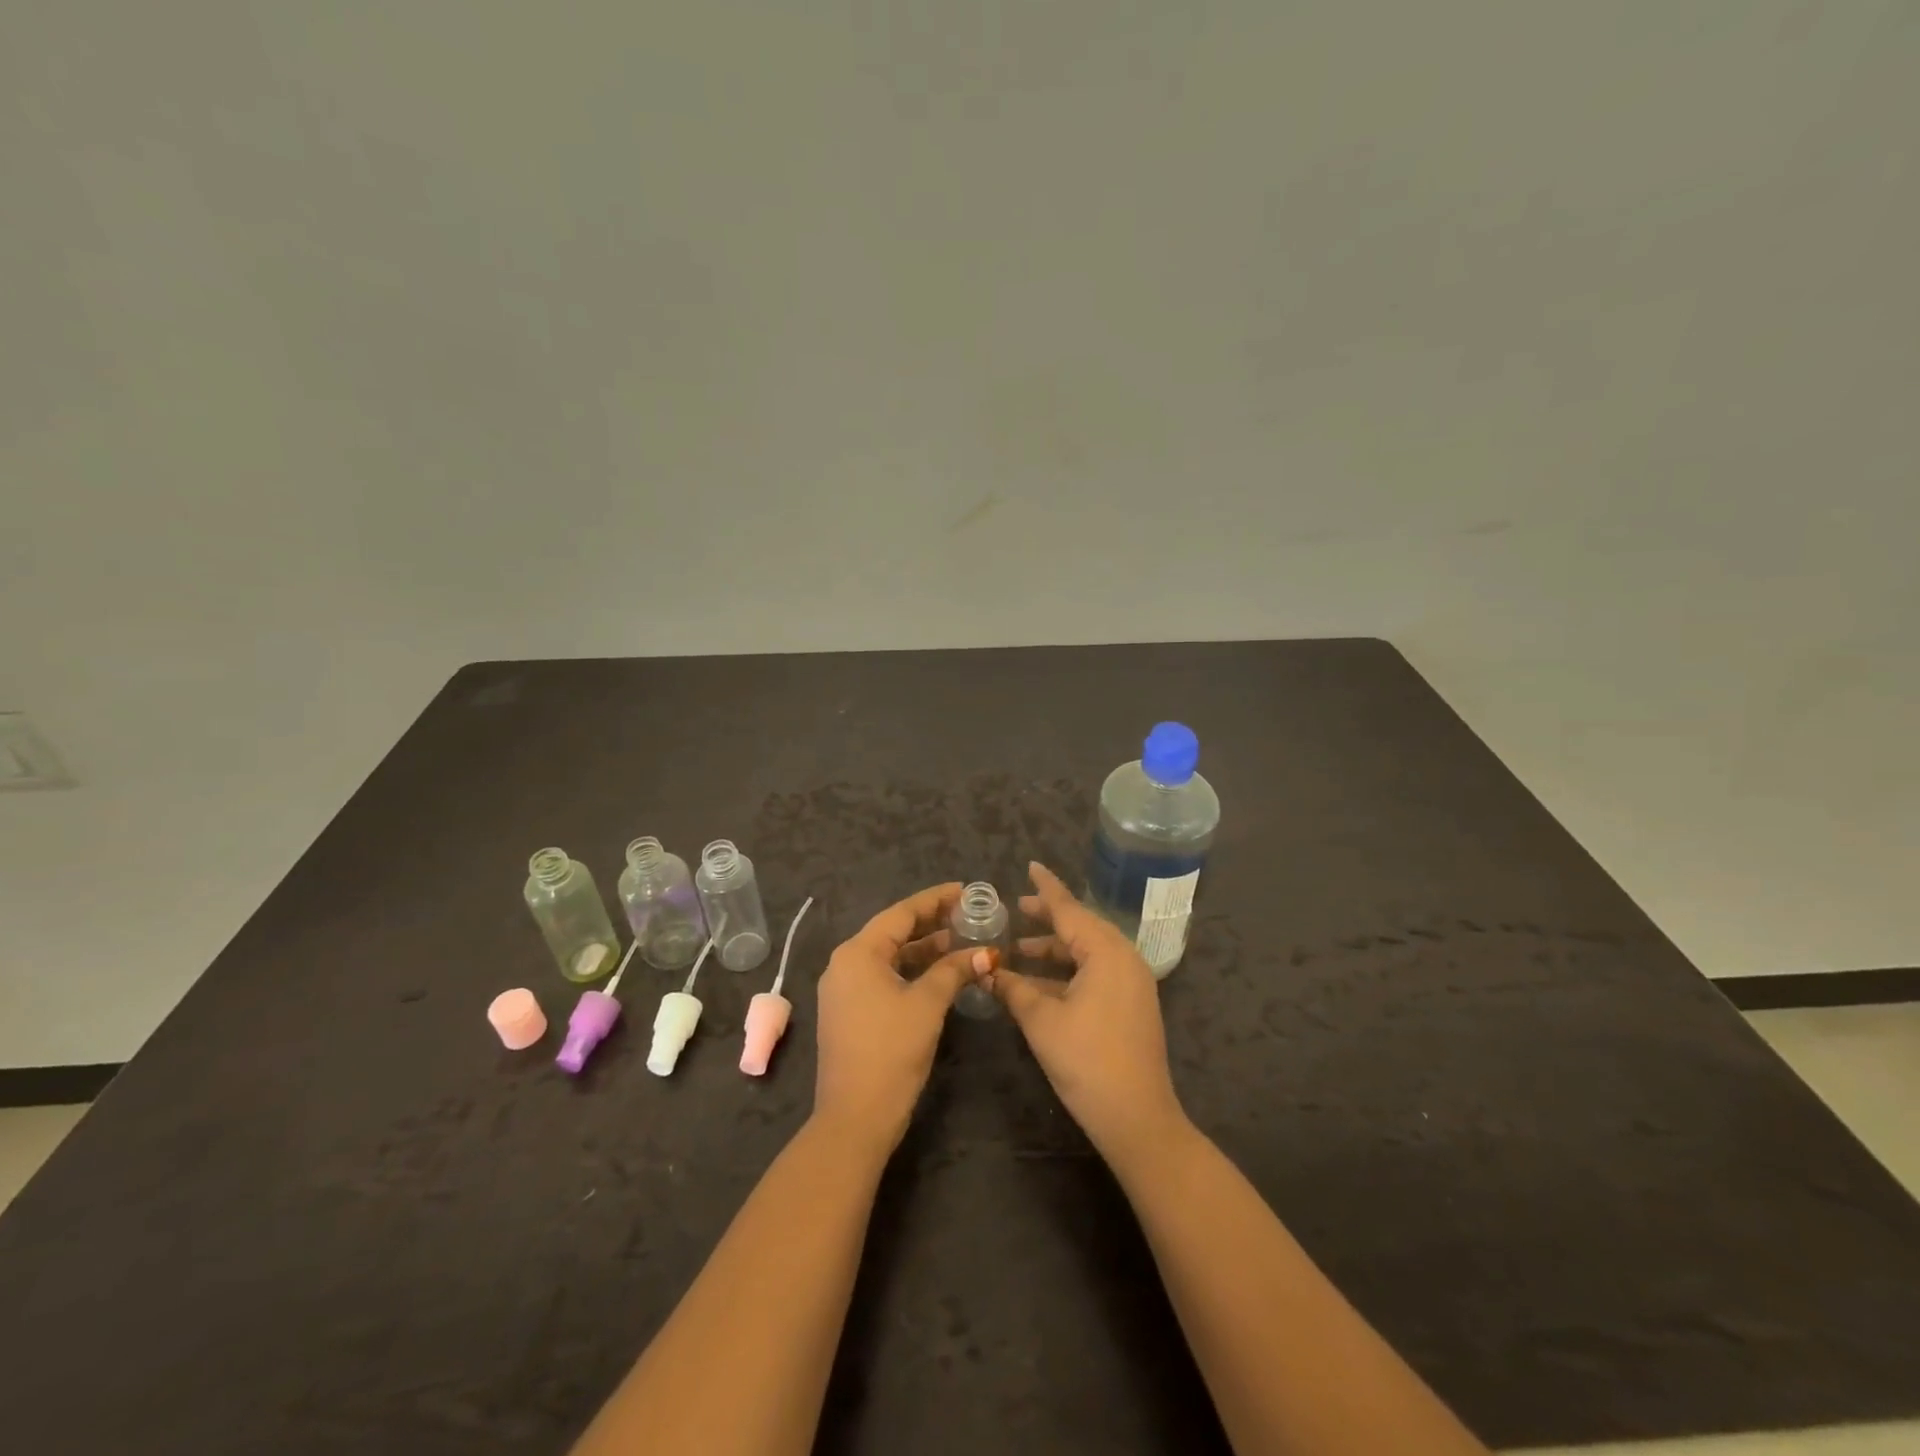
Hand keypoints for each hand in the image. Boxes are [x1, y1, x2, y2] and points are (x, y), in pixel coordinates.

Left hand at [813, 882, 992, 1156]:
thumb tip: (987, 954)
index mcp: (858, 953)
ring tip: (961, 941)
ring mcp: (844, 990)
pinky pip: (883, 977)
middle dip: (931, 923)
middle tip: (968, 914)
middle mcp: (845, 964)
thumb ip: (955, 971)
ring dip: (923, 949)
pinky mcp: (850, 1012)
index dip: (935, 900)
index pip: (901, 913)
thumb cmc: (890, 1051)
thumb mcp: (927, 1004)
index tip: (965, 890)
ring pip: (889, 957)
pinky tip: (939, 974)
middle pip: (893, 932)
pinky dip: (911, 971)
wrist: (854, 1117)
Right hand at [988, 863, 1189, 1168]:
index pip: (1070, 909)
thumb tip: (985, 971)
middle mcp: (1124, 959)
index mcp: (1107, 952)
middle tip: (1017, 908)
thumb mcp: (1041, 1021)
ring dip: (1054, 950)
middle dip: (1048, 919)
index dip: (1047, 888)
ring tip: (1019, 950)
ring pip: (1087, 952)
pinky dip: (1067, 972)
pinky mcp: (1131, 1005)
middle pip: (1081, 927)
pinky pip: (1095, 972)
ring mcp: (1131, 983)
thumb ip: (1012, 989)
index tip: (1030, 866)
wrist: (1137, 1118)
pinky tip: (1038, 983)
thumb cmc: (1087, 1061)